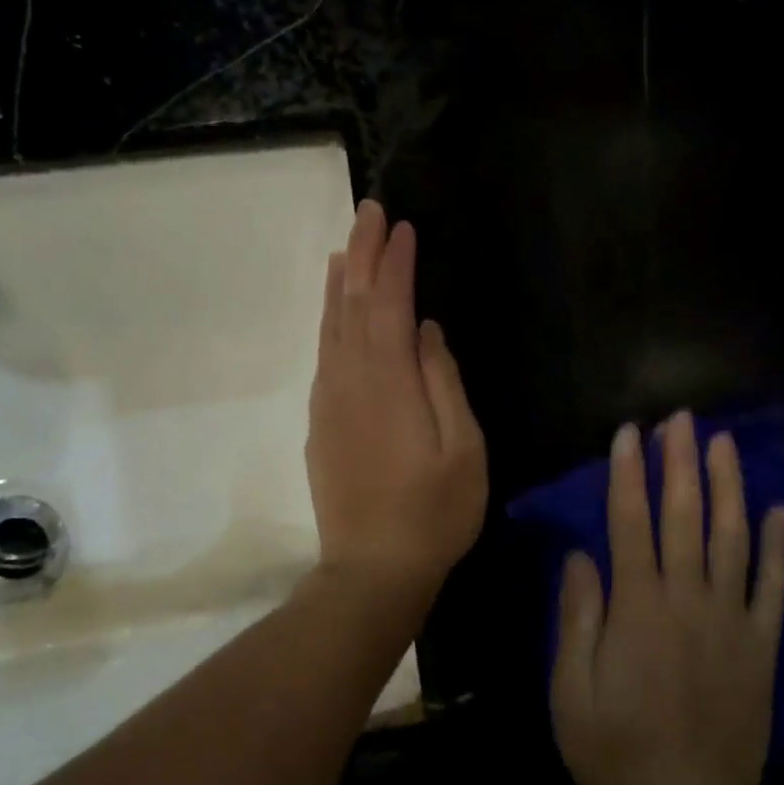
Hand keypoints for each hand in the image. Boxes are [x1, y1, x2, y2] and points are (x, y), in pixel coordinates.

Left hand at [306, 200, 487, 599]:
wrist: (371, 573)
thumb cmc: (434, 513)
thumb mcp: (463, 449)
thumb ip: (443, 382)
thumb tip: (427, 331)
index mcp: (389, 382)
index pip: (390, 305)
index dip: (395, 263)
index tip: (402, 226)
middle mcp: (350, 380)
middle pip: (354, 304)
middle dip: (363, 254)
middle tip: (369, 211)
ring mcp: (329, 401)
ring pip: (331, 326)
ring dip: (341, 282)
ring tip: (348, 246)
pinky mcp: (320, 422)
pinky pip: (324, 353)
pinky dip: (328, 320)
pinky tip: (335, 310)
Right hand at [551, 412, 783, 784]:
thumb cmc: (617, 748)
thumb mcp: (570, 690)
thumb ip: (576, 617)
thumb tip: (580, 555)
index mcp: (638, 606)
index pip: (631, 522)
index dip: (629, 473)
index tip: (630, 432)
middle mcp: (688, 598)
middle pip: (685, 516)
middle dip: (681, 462)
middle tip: (682, 418)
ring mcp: (731, 618)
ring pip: (732, 538)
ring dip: (728, 486)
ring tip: (724, 443)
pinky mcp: (761, 643)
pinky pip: (772, 585)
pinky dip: (776, 546)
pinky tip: (778, 509)